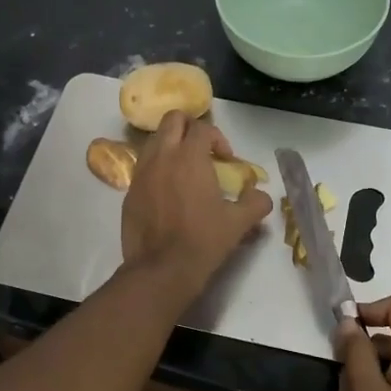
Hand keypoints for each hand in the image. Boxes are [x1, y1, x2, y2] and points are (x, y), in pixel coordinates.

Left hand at [121, 111, 272, 298]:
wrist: (161, 269)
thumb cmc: (203, 241)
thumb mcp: (239, 223)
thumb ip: (256, 203)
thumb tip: (261, 197)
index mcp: (190, 157)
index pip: (203, 128)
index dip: (218, 138)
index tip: (226, 160)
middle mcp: (162, 157)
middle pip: (172, 120)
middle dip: (189, 128)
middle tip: (202, 150)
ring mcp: (141, 173)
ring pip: (154, 141)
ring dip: (170, 146)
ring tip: (183, 169)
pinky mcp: (129, 192)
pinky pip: (143, 167)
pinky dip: (157, 169)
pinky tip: (168, 193)